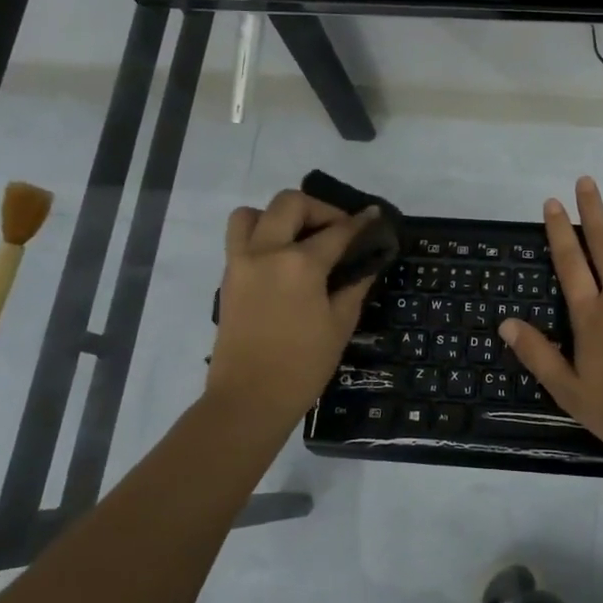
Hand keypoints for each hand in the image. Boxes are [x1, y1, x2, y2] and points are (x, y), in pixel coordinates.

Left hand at [205, 190, 381, 433]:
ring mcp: (241, 262)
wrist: (249, 398)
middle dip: (319, 209)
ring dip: (279, 216)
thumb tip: (367, 263)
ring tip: (299, 238)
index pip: (337, 231)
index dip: (360, 222)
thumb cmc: (303, 365)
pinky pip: (240, 238)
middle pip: (290, 204)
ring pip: (253, 213)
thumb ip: (354, 285)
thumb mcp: (340, 324)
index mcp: (300, 264)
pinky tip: (282, 261)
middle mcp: (266, 252)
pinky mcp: (228, 277)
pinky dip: (261, 235)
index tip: (374, 216)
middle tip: (337, 231)